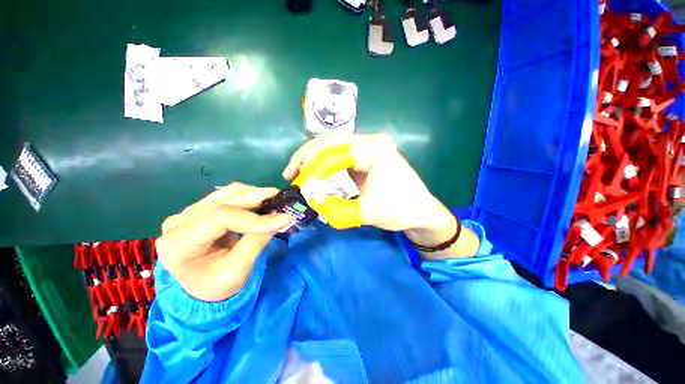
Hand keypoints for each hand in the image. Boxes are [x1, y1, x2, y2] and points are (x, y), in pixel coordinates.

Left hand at [155, 183, 290, 301]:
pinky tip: (260, 200)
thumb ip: (256, 243)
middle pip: (223, 201)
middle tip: (281, 198)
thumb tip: (280, 218)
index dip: (255, 217)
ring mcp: (187, 213)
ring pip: (226, 194)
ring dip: (253, 194)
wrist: (201, 288)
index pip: (221, 218)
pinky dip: (247, 195)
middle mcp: (178, 223)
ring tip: (274, 199)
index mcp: (180, 244)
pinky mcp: (199, 210)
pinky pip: (226, 195)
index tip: (283, 218)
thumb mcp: (237, 271)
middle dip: (256, 198)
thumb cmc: (216, 286)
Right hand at [283, 134, 478, 257]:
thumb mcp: (367, 212)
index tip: (300, 184)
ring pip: (334, 146)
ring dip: (315, 159)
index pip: (334, 152)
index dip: (312, 167)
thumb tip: (312, 202)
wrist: (422, 212)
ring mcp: (370, 148)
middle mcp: (371, 142)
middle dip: (307, 156)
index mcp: (374, 150)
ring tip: (301, 174)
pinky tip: (318, 174)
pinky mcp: (368, 157)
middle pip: (331, 141)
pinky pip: (342, 156)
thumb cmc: (401, 210)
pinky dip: (327, 164)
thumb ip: (337, 209)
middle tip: (292, 173)